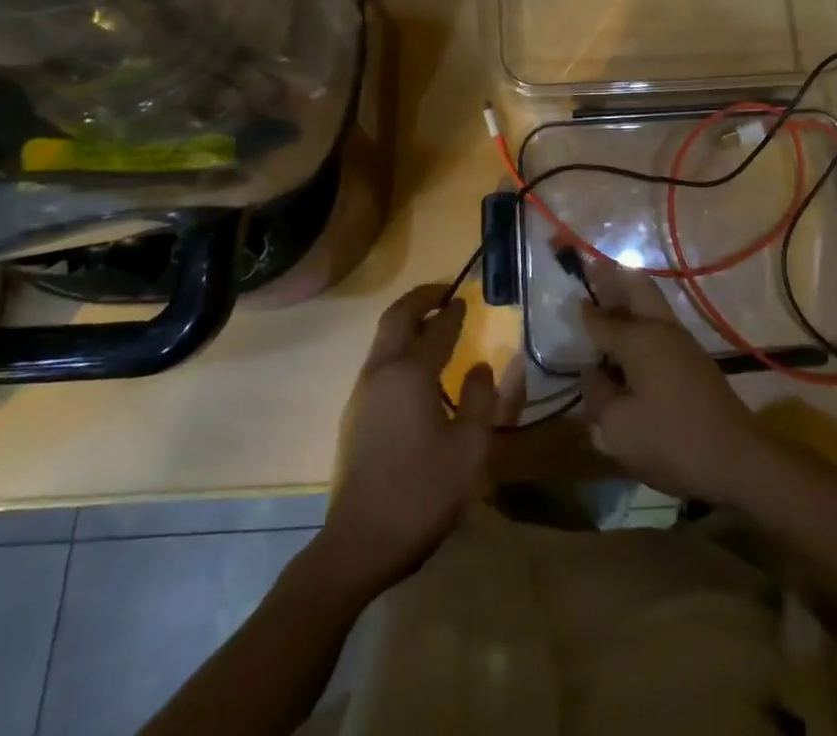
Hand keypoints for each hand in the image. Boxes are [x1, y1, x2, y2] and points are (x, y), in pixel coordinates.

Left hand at [317, 285, 496, 594]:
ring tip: (432, 324)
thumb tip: (480, 366)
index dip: (453, 311)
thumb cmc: (423, 490)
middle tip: (443, 292)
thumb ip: (481, 398)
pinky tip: (415, 368)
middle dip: (420, 299)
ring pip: (382, 340)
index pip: (436, 328)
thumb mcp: (470, 446)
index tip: (466, 298)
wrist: (360, 544)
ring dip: (406, 322)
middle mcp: (381, 372)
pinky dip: (397, 346)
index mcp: (411, 373)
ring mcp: (362, 394)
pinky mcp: (354, 416)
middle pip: (396, 318)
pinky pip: (378, 363)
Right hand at [579, 258, 771, 504]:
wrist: (737, 459)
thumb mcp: (619, 427)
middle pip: (637, 289)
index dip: (584, 309)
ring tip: (606, 303)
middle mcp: (662, 329)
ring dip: (629, 300)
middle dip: (614, 278)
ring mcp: (683, 343)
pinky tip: (630, 345)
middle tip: (593, 271)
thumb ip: (598, 395)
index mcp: (639, 338)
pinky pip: (660, 328)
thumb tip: (592, 373)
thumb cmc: (671, 440)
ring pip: (652, 305)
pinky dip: (641, 324)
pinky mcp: (695, 362)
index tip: (570, 295)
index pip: (602, 318)